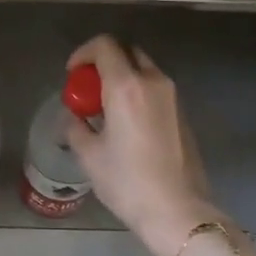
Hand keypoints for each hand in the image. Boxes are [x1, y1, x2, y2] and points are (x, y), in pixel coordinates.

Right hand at [65, 35, 217, 255]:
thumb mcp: (89, 155)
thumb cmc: (127, 182)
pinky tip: (127, 124)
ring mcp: (173, 97)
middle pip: (127, 52)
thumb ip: (76, 127)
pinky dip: (138, 93)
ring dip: (123, 78)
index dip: (83, 53)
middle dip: (104, 63)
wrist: (176, 210)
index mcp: (126, 86)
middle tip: (88, 90)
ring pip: (144, 70)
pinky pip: (155, 89)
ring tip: (106, 109)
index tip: (72, 75)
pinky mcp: (182, 113)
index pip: (104, 46)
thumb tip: (74, 118)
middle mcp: (153, 82)